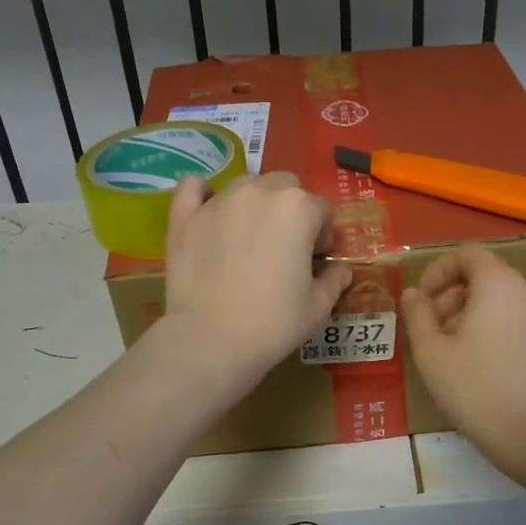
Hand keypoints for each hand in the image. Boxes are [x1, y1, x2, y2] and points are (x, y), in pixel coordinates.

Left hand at [163, 172, 352, 384]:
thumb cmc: (273, 323)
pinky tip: (210, 213)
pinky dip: (204, 195)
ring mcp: (219, 201)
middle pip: (285, 186)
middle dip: (291, 210)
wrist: (210, 339)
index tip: (316, 261)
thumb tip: (340, 270)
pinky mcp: (185, 216)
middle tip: (285, 247)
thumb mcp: (318, 307)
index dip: (323, 236)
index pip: (322, 211)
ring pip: (246, 185)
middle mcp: (259, 192)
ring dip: (255, 203)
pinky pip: (194, 188)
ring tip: (249, 238)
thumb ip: (334, 280)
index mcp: (298, 209)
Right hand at [401, 244, 525, 472]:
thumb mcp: (430, 351)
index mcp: (498, 285)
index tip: (422, 299)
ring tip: (455, 351)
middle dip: (454, 295)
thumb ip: (418, 314)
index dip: (439, 270)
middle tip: (433, 329)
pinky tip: (486, 368)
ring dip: (474, 315)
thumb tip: (413, 293)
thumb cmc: (474, 388)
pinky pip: (521, 324)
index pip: (468, 254)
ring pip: (504, 302)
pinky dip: (499, 331)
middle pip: (486, 277)